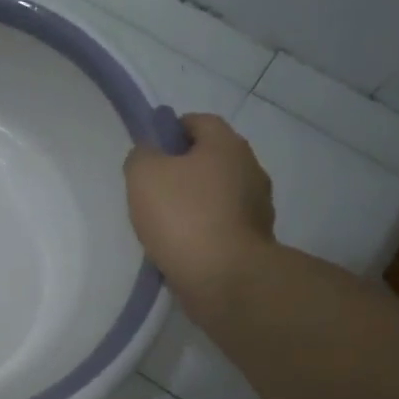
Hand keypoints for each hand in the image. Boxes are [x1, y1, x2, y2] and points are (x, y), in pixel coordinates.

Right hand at [123, 112, 275, 298]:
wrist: (223, 276)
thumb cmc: (183, 216)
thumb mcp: (144, 175)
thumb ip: (141, 154)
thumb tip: (149, 154)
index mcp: (227, 145)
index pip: (199, 121)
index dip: (171, 130)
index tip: (149, 151)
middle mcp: (250, 168)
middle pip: (211, 157)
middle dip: (183, 168)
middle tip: (152, 187)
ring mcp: (257, 206)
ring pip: (218, 192)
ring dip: (196, 200)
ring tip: (165, 221)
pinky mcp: (255, 239)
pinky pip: (223, 222)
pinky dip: (205, 227)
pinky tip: (182, 243)